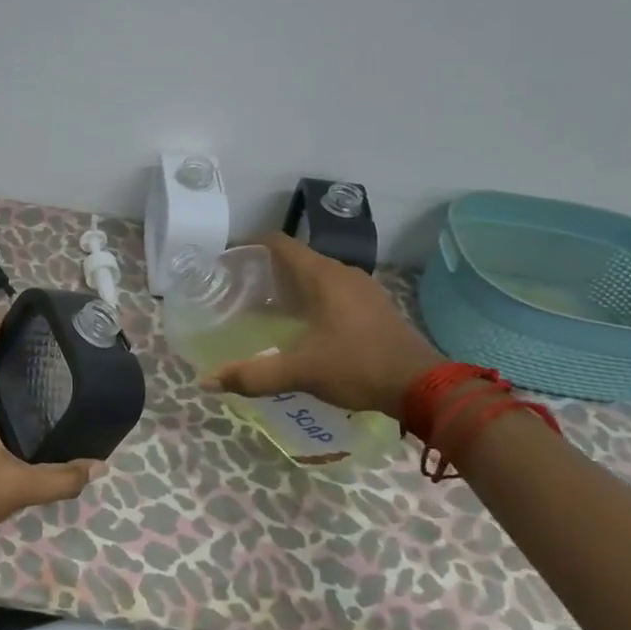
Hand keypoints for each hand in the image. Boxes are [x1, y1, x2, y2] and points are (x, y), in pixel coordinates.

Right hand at [201, 233, 446, 416]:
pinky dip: (312, 298)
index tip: (226, 261)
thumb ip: (253, 375)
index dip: (249, 245)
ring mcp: (363, 289)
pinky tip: (303, 325)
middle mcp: (343, 273)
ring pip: (316, 275)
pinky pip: (334, 291)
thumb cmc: (357, 366)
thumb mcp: (300, 371)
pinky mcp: (375, 307)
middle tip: (238, 290)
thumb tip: (206, 381)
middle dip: (265, 269)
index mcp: (322, 275)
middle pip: (296, 258)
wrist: (423, 387)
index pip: (278, 242)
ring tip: (265, 308)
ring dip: (290, 285)